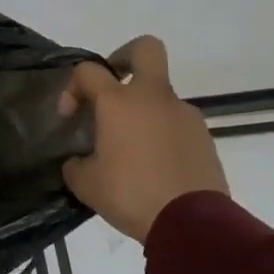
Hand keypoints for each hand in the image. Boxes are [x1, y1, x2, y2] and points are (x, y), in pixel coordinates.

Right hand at [59, 36, 227, 242]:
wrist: (192, 223)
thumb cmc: (131, 195)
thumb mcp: (86, 184)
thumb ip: (76, 164)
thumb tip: (79, 161)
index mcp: (119, 102)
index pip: (88, 71)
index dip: (73, 87)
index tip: (70, 117)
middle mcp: (153, 97)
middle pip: (145, 49)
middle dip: (124, 57)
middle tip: (112, 85)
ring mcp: (184, 114)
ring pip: (160, 95)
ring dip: (143, 111)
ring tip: (132, 150)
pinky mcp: (204, 136)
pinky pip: (176, 123)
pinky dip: (162, 135)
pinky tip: (155, 167)